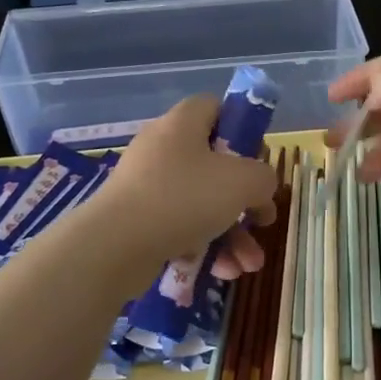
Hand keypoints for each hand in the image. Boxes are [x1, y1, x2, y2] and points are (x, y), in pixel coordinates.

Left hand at [99, 96, 277, 277]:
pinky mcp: (138, 221)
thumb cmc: (184, 198)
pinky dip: (203, 249)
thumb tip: (260, 189)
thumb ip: (264, 178)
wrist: (116, 246)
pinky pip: (181, 230)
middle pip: (214, 166)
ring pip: (202, 206)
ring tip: (248, 265)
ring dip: (232, 236)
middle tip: (263, 222)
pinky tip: (221, 272)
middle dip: (245, 202)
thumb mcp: (242, 182)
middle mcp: (162, 150)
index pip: (215, 107)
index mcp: (182, 125)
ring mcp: (147, 187)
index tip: (259, 159)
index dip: (242, 128)